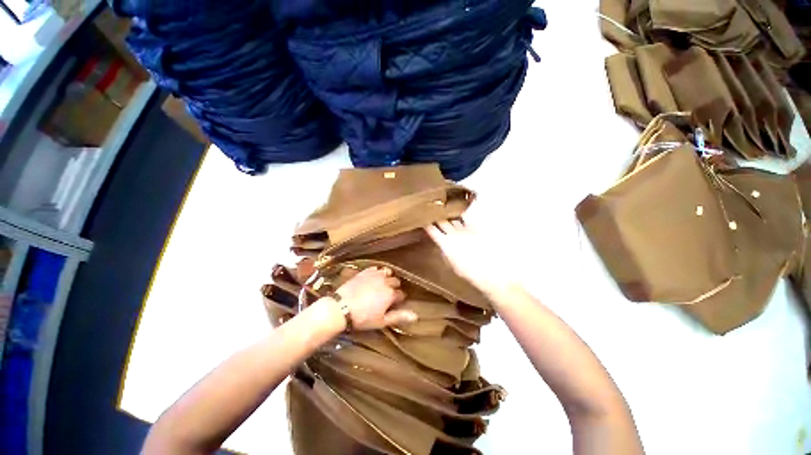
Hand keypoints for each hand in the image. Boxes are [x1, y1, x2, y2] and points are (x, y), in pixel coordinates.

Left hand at [334, 267, 416, 330]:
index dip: (398, 299)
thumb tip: (416, 316)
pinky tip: (373, 278)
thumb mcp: (381, 321)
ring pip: (387, 272)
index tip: (393, 304)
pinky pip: (376, 268)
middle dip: (394, 287)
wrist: (341, 308)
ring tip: (382, 284)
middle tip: (387, 295)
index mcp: (391, 294)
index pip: (401, 294)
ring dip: (387, 277)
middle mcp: (386, 281)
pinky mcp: (365, 271)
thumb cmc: (362, 318)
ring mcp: (375, 275)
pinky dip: (377, 272)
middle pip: (396, 281)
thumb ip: (399, 316)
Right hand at [425, 220, 513, 295]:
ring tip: (445, 210)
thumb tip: (442, 247)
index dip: (427, 225)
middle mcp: (453, 234)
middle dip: (436, 217)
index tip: (423, 220)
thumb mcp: (452, 265)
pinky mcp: (475, 228)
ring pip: (453, 218)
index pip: (432, 231)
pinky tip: (460, 212)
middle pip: (441, 222)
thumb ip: (445, 254)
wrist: (489, 271)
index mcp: (445, 244)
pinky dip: (461, 214)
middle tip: (433, 213)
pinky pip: (466, 218)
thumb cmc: (469, 272)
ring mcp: (465, 230)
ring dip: (448, 215)